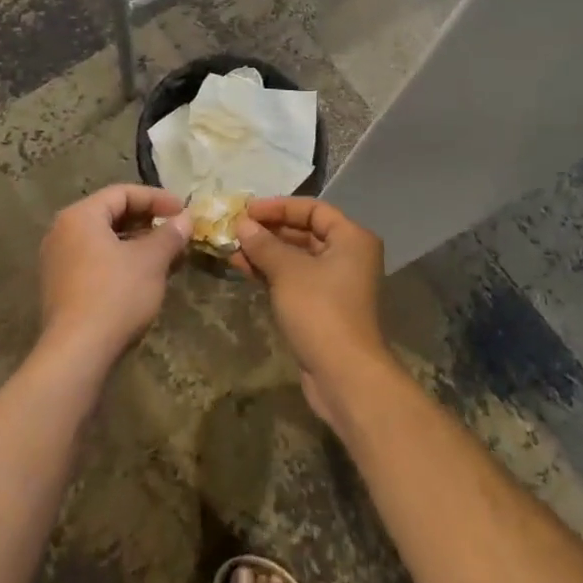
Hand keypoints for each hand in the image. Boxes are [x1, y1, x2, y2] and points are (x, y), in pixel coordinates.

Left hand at [39, 184, 191, 367]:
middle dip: (147, 222)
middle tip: (176, 232)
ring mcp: (57, 261)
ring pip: (104, 241)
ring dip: (137, 244)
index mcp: (80, 216)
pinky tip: (145, 278)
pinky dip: (121, 262)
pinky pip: (95, 262)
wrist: (77, 353)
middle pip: (111, 215)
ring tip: (167, 256)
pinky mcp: (60, 288)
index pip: (122, 193)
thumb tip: (185, 219)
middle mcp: (62, 232)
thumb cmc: (115, 294)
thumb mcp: (150, 261)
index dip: (156, 199)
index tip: (183, 211)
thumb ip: (169, 235)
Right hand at [234, 197, 388, 430]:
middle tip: (235, 228)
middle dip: (269, 230)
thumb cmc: (320, 311)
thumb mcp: (288, 271)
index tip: (247, 210)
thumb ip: (264, 244)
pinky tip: (243, 268)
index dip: (279, 207)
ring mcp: (336, 283)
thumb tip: (242, 224)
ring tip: (232, 248)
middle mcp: (348, 256)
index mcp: (351, 238)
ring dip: (266, 252)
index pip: (313, 209)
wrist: (344, 375)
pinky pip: (295, 279)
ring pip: (297, 258)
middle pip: (305, 232)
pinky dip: (272, 272)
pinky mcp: (323, 307)